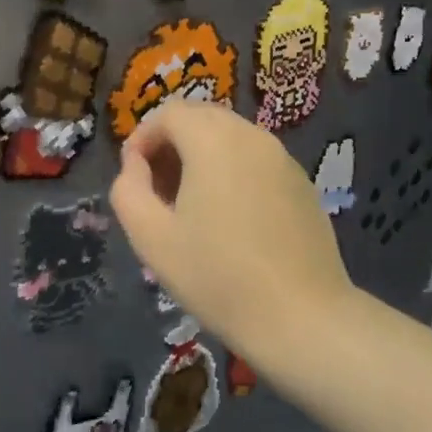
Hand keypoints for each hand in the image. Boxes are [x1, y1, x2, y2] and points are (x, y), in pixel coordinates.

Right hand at [108, 103, 352, 351]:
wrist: (302, 318)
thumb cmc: (218, 276)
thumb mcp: (151, 238)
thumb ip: (129, 190)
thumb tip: (136, 166)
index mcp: (213, 139)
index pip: (168, 114)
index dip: (142, 138)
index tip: (133, 178)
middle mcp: (251, 135)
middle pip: (201, 118)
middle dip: (171, 145)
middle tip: (157, 190)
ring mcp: (282, 158)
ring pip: (230, 137)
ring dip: (201, 158)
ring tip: (190, 207)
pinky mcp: (302, 182)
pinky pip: (255, 160)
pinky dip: (232, 171)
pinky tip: (229, 219)